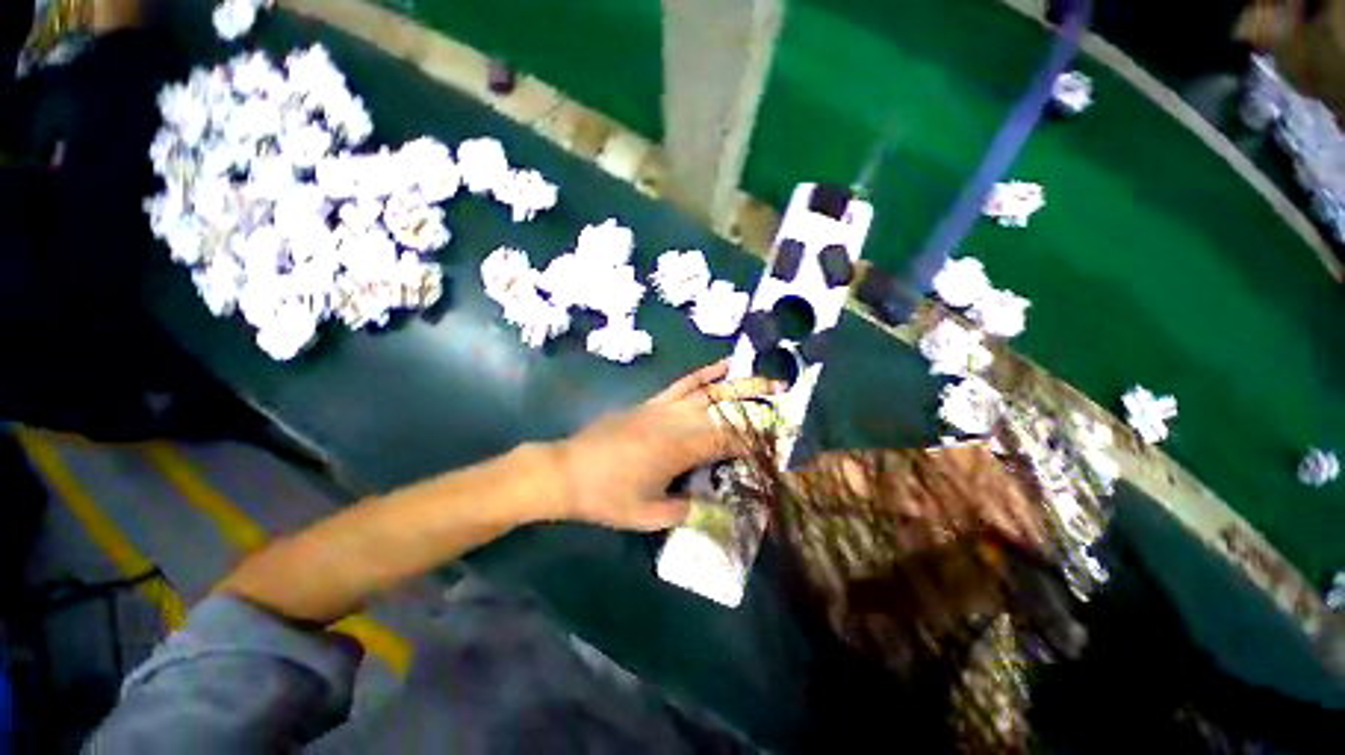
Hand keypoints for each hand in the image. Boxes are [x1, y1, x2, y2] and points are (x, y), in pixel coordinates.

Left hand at [549, 361, 780, 530]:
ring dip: (738, 383)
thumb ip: (688, 512)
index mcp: (680, 450)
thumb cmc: (607, 497)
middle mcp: (677, 423)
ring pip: (708, 391)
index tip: (783, 438)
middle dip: (758, 402)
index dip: (757, 440)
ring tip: (763, 376)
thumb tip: (722, 511)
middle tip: (785, 394)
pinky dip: (703, 373)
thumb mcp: (648, 515)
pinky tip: (720, 365)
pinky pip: (682, 384)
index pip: (729, 442)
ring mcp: (664, 408)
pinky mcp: (651, 402)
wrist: (567, 471)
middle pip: (724, 409)